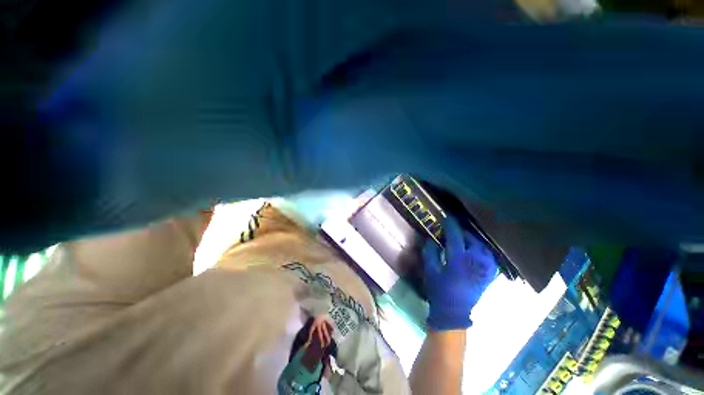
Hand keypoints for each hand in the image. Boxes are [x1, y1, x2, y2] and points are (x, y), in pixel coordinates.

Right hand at [423, 216, 497, 330]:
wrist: (453, 313)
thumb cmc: (439, 291)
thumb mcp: (430, 270)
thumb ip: (430, 252)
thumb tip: (431, 239)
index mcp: (458, 261)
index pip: (455, 237)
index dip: (450, 225)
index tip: (446, 218)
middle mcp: (474, 263)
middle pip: (472, 240)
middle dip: (463, 232)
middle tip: (454, 230)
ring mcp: (484, 270)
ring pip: (484, 248)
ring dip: (474, 240)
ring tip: (465, 239)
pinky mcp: (488, 277)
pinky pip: (490, 258)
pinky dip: (484, 251)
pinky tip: (477, 251)